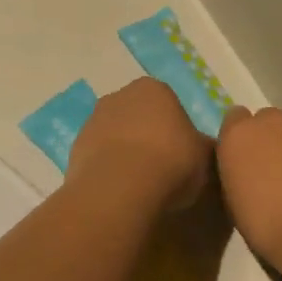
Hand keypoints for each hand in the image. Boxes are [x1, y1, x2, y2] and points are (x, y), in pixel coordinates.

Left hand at [68, 78, 210, 210]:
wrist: (120, 189)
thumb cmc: (170, 162)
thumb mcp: (204, 156)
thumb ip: (205, 146)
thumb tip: (206, 148)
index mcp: (153, 89)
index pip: (168, 103)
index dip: (176, 128)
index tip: (182, 153)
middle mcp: (118, 96)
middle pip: (138, 116)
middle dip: (147, 136)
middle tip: (163, 168)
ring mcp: (92, 122)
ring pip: (116, 136)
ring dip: (125, 153)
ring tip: (141, 184)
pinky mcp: (75, 149)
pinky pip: (99, 157)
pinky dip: (109, 170)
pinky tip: (121, 191)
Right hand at [216, 107, 281, 266]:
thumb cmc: (266, 224)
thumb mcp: (235, 203)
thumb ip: (239, 175)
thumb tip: (246, 173)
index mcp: (238, 136)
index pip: (233, 121)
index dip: (241, 139)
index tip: (245, 159)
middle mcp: (270, 121)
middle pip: (267, 121)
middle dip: (269, 139)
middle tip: (274, 170)